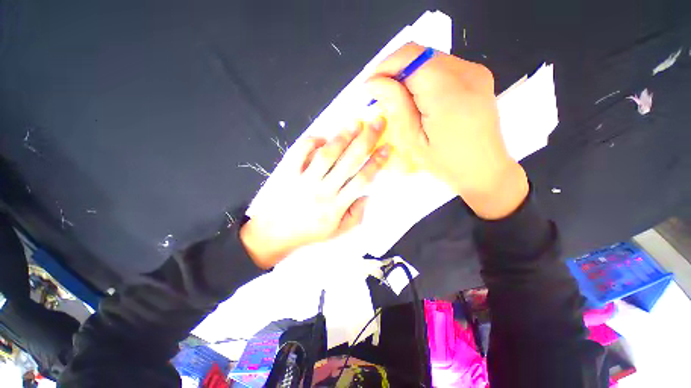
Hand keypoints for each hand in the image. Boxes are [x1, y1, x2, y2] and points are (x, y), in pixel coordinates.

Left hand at [240, 118, 390, 268]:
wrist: (274, 233)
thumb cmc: (309, 232)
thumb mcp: (337, 232)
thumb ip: (355, 216)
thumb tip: (367, 195)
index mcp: (336, 206)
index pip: (362, 180)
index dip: (376, 162)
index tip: (387, 147)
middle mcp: (323, 191)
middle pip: (348, 161)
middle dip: (366, 140)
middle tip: (377, 122)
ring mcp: (304, 181)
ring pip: (327, 154)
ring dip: (342, 137)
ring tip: (355, 123)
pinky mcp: (287, 174)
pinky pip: (299, 152)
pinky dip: (311, 141)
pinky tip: (322, 138)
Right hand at [366, 43, 527, 219]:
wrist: (484, 169)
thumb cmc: (445, 162)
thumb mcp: (413, 140)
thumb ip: (396, 106)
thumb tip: (374, 82)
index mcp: (448, 92)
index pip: (410, 58)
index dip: (385, 67)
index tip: (370, 87)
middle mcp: (466, 73)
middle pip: (419, 54)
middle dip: (394, 70)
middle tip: (381, 95)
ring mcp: (475, 71)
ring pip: (429, 58)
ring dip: (407, 74)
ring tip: (398, 99)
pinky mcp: (478, 75)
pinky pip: (441, 66)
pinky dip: (423, 76)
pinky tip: (417, 98)